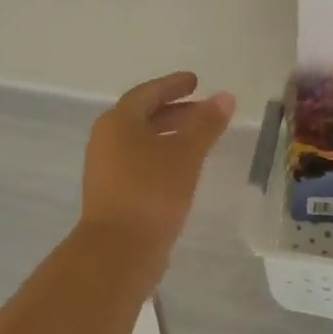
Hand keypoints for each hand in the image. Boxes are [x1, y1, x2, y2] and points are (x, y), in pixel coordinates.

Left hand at [81, 71, 236, 251]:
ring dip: (171, 136)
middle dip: (176, 112)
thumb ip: (206, 124)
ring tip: (201, 140)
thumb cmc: (151, 192)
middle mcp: (106, 141)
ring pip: (142, 142)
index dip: (173, 86)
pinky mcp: (113, 195)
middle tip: (205, 110)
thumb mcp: (186, 154)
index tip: (196, 81)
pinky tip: (185, 170)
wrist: (118, 252)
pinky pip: (141, 164)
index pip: (148, 93)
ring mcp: (106, 170)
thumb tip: (225, 97)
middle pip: (143, 117)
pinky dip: (163, 158)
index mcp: (118, 122)